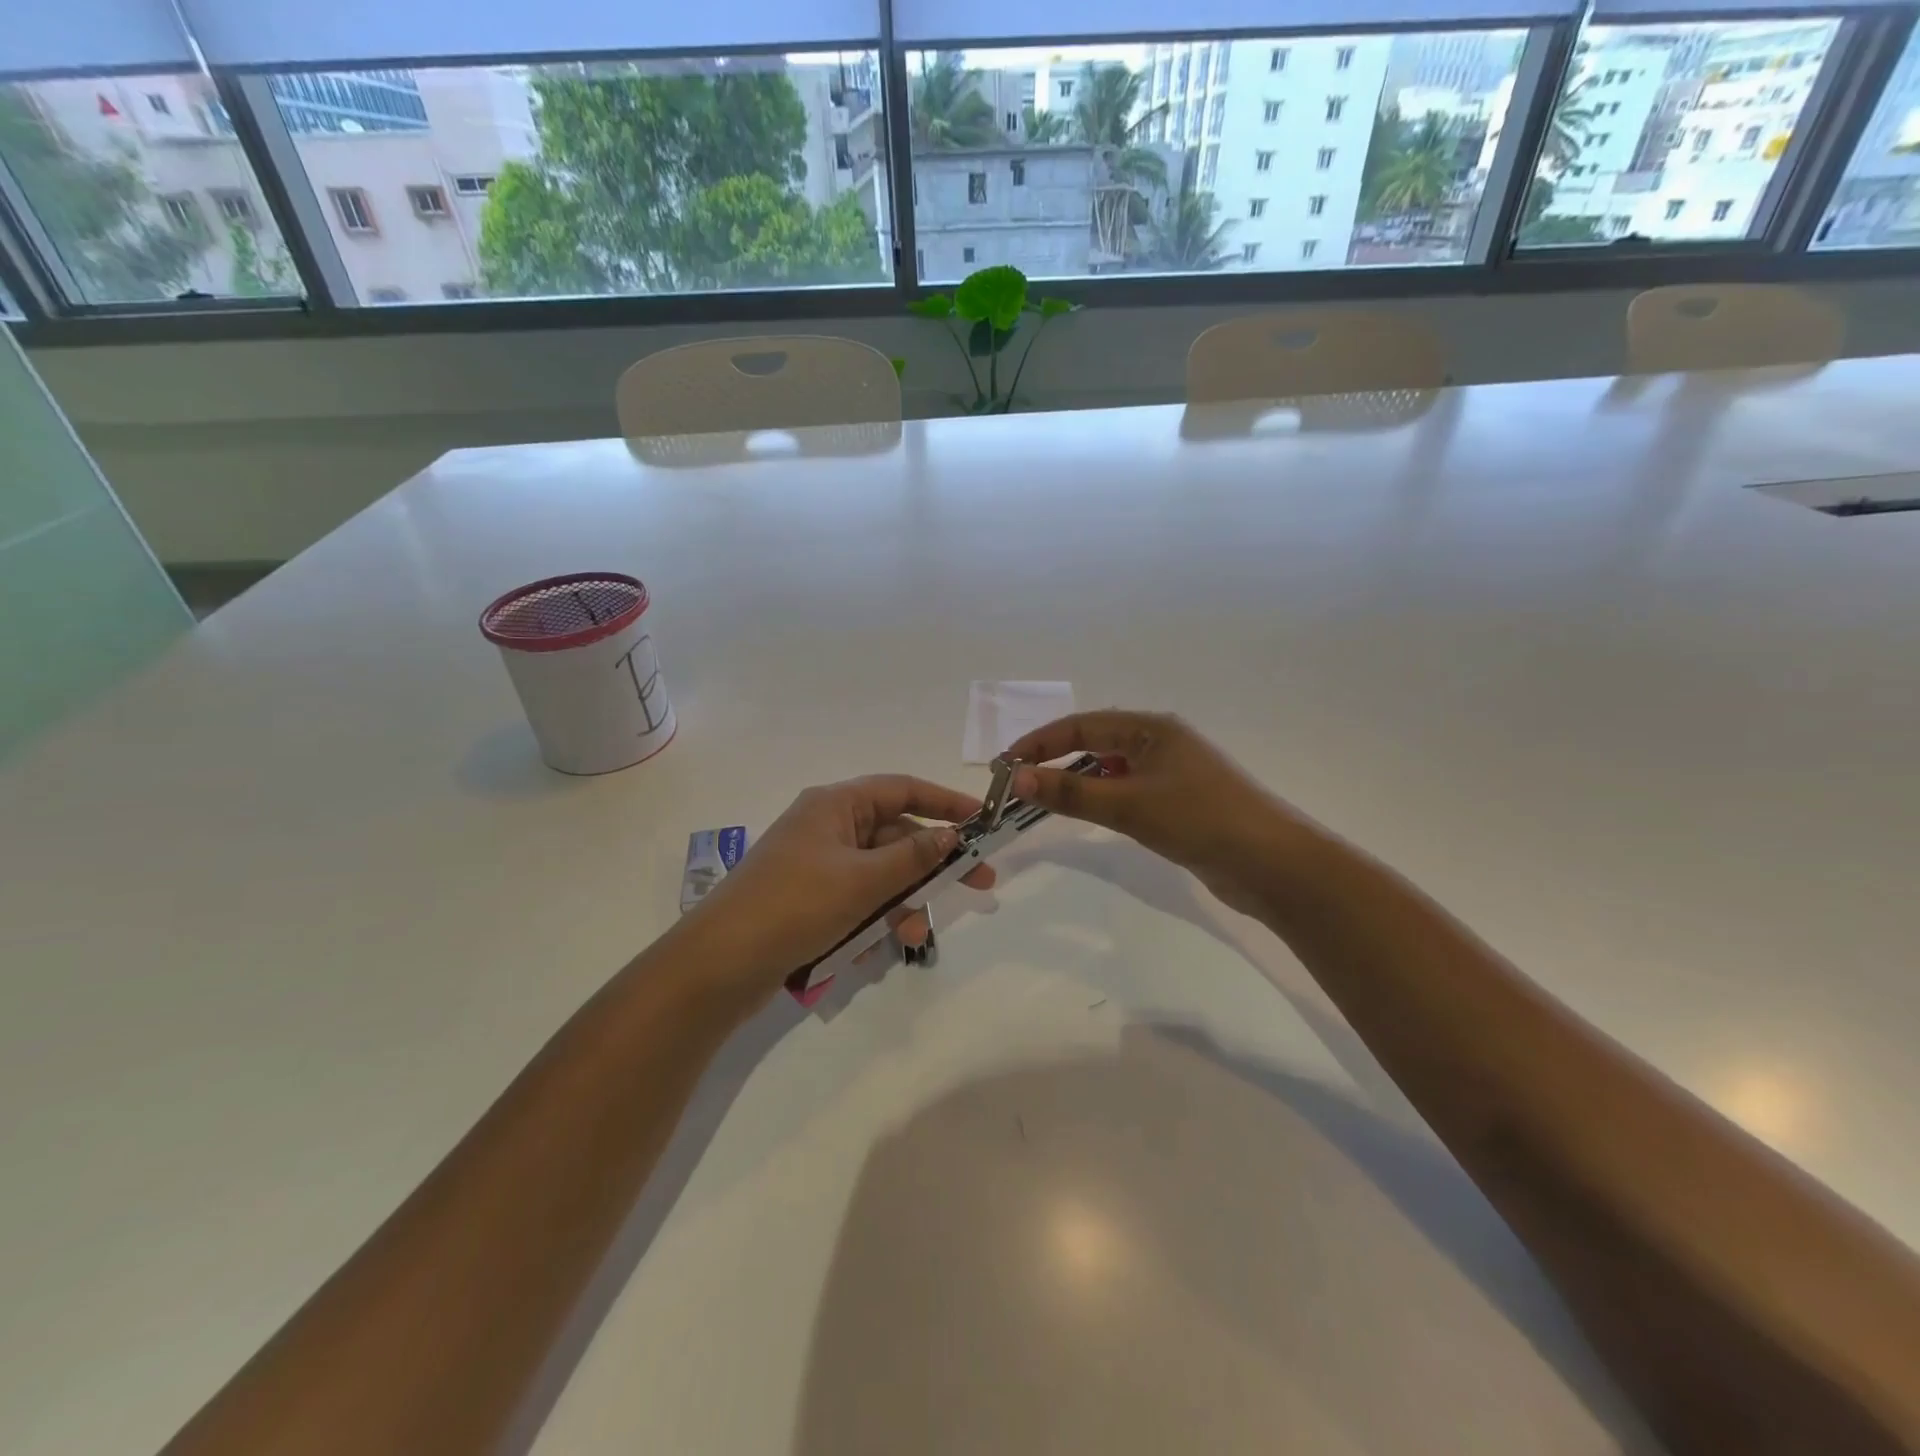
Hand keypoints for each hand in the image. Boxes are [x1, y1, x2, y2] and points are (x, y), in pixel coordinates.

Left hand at [681, 775, 993, 1001]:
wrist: (719, 964)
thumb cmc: (794, 905)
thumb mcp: (861, 880)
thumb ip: (912, 857)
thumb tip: (950, 836)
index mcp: (835, 806)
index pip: (901, 789)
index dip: (944, 802)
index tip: (982, 820)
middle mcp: (828, 828)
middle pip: (895, 836)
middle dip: (932, 864)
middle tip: (979, 884)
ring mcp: (818, 866)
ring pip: (879, 875)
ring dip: (901, 903)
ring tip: (913, 937)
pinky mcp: (810, 901)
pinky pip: (857, 902)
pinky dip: (871, 921)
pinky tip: (870, 951)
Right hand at [1006, 711, 1304, 917]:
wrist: (1271, 864)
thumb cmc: (1199, 820)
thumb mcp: (1129, 804)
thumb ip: (1071, 792)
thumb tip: (1017, 778)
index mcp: (1152, 728)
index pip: (1081, 725)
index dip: (1040, 742)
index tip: (1004, 764)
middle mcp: (1161, 743)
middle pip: (1095, 743)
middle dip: (1055, 760)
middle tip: (1018, 786)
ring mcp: (1172, 774)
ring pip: (1110, 770)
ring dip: (1078, 782)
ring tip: (1044, 801)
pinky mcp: (1178, 803)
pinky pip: (1127, 792)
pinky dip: (1102, 800)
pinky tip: (1090, 816)